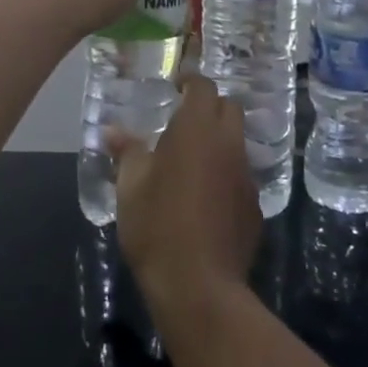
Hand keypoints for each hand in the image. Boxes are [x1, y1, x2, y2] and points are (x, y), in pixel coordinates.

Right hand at [110, 76, 260, 319]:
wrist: (199, 285)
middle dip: (209, 106)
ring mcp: (246, 177)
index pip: (203, 87)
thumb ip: (126, 152)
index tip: (176, 84)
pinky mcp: (254, 207)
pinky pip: (240, 176)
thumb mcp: (130, 186)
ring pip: (237, 143)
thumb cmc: (157, 226)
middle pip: (229, 108)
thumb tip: (112, 131)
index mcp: (197, 130)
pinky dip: (225, 174)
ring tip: (192, 159)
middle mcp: (229, 145)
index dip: (191, 81)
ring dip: (219, 141)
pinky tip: (205, 197)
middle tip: (183, 118)